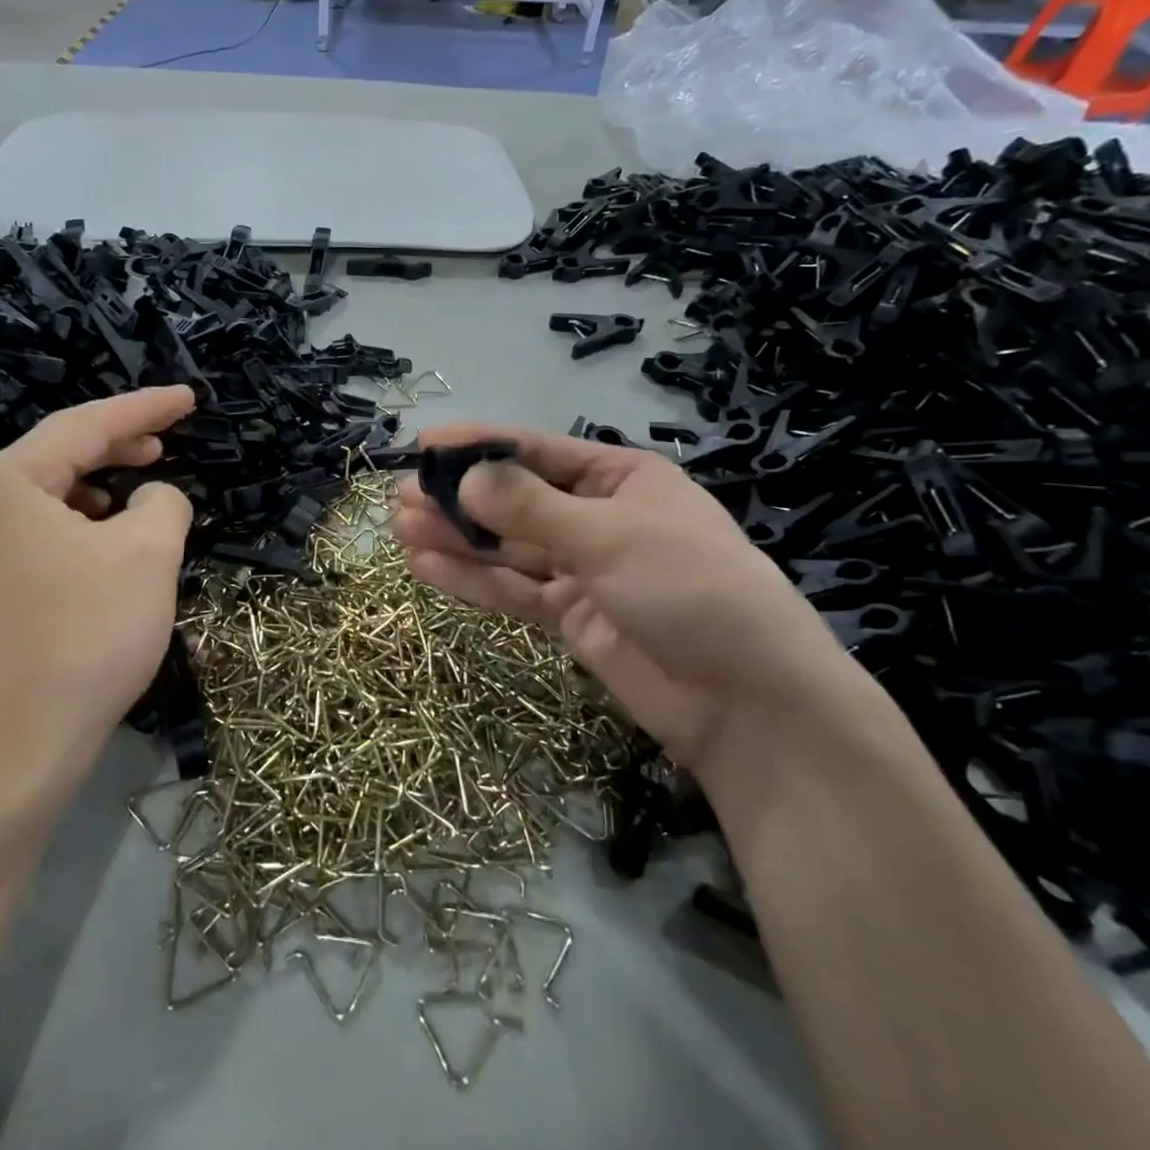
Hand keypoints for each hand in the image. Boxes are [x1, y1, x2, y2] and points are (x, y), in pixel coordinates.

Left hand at [0, 386, 195, 819]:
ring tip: (140, 497)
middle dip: (118, 446)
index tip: (188, 398)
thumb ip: (163, 503)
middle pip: (57, 456)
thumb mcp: (148, 554)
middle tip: (166, 442)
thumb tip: (152, 498)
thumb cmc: (86, 636)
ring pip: (45, 499)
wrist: (16, 750)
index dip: (145, 407)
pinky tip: (104, 546)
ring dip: (98, 490)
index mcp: (2, 482)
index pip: (85, 425)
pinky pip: (33, 535)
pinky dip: (76, 527)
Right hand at [391, 424, 866, 779]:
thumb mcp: (612, 537)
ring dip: (456, 538)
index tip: (425, 443)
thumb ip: (531, 508)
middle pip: (514, 500)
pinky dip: (472, 579)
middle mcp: (597, 518)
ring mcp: (582, 570)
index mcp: (620, 479)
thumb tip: (463, 478)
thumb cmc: (693, 592)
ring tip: (400, 529)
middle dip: (458, 498)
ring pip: (507, 547)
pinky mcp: (570, 617)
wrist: (750, 707)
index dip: (480, 445)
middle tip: (399, 498)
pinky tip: (426, 567)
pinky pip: (513, 590)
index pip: (537, 451)